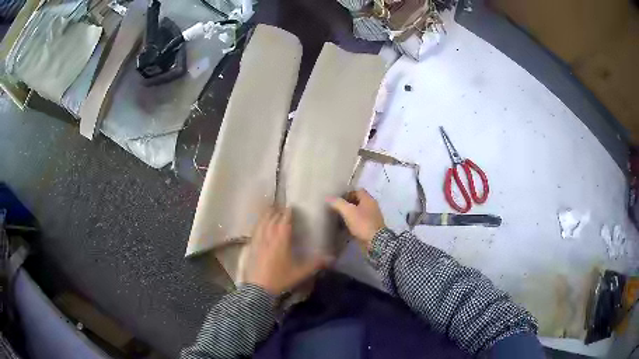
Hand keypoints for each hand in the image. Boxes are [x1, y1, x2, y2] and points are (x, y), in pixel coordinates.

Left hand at [245, 207, 328, 295]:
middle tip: (282, 207)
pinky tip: (259, 225)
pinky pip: (255, 231)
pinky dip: (258, 224)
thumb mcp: (300, 273)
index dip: (288, 213)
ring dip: (266, 215)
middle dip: (277, 212)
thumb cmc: (280, 279)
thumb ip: (315, 264)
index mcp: (281, 241)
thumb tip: (331, 259)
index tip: (292, 206)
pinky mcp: (251, 247)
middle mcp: (269, 237)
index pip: (284, 222)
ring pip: (262, 223)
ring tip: (270, 209)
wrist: (259, 288)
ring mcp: (258, 241)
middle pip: (272, 219)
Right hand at [328, 189, 384, 251]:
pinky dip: (353, 223)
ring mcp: (372, 217)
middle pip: (358, 201)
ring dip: (350, 214)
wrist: (375, 242)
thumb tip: (328, 198)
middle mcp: (372, 206)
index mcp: (368, 199)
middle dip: (348, 204)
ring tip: (339, 219)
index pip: (358, 191)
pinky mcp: (371, 227)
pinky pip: (360, 222)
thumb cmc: (362, 223)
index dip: (347, 193)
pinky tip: (345, 228)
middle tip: (337, 209)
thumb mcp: (348, 211)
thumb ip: (338, 203)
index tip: (338, 200)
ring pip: (359, 212)